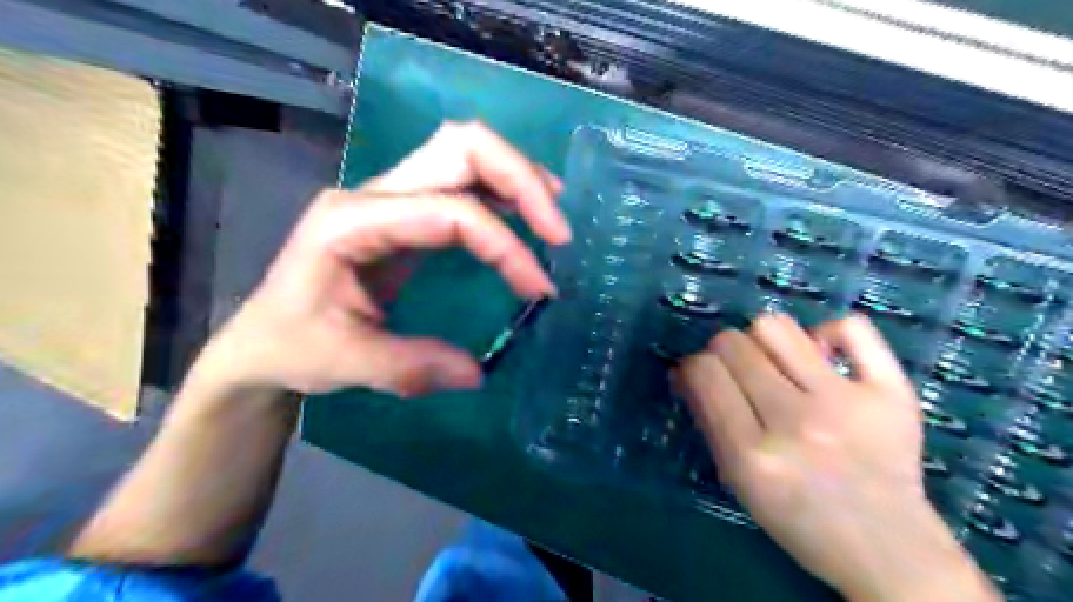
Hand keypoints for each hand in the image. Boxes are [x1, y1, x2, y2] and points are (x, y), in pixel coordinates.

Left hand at [195, 119, 572, 398]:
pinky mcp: (406, 212)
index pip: (450, 212)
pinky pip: (463, 181)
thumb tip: (479, 373)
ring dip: (516, 177)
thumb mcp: (344, 363)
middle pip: (461, 146)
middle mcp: (374, 193)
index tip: (539, 290)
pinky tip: (525, 216)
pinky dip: (503, 191)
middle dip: (521, 179)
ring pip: (465, 153)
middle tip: (557, 231)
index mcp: (352, 222)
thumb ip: (411, 367)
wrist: (263, 340)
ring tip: (551, 216)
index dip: (504, 246)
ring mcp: (391, 197)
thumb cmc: (292, 346)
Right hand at [678, 316, 997, 601]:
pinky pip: (851, 327)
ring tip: (776, 363)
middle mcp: (796, 423)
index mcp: (753, 456)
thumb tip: (683, 370)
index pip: (705, 372)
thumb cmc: (798, 517)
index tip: (702, 375)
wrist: (889, 548)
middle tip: (738, 372)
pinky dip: (829, 333)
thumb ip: (707, 421)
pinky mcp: (892, 392)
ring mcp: (846, 403)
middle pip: (733, 344)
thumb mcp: (738, 480)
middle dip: (722, 351)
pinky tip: (822, 355)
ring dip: (763, 340)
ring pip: (777, 327)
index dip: (694, 366)